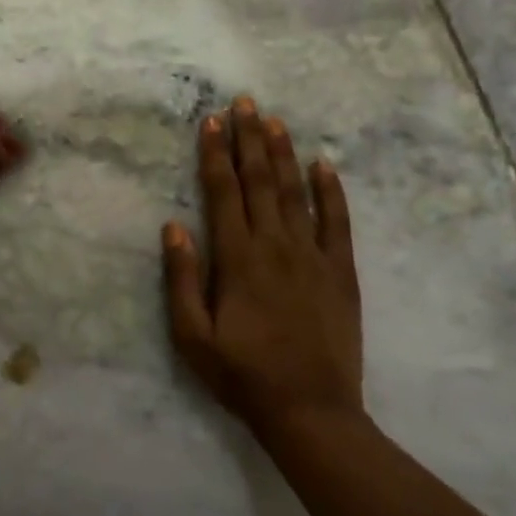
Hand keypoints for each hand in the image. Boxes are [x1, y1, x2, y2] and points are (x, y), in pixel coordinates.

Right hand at [162, 97, 364, 434]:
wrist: (312, 413)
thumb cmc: (242, 375)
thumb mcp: (192, 336)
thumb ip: (181, 278)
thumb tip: (174, 225)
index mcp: (238, 258)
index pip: (223, 191)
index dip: (215, 153)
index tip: (210, 120)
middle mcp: (275, 245)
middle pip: (260, 180)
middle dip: (249, 138)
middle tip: (244, 102)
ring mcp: (313, 256)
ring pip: (296, 192)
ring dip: (283, 153)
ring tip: (274, 120)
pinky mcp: (341, 272)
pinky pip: (338, 222)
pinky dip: (331, 191)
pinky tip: (325, 164)